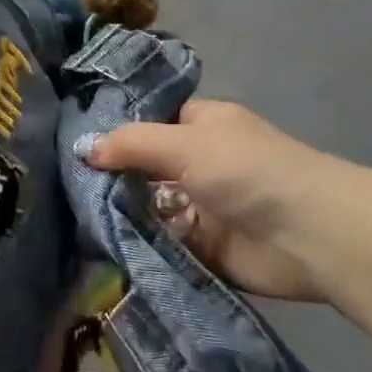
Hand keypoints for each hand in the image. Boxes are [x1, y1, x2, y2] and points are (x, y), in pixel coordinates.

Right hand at [80, 100, 335, 302]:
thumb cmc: (246, 171)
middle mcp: (203, 162)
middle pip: (149, 168)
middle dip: (115, 179)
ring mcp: (205, 207)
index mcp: (205, 125)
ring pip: (153, 208)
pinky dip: (142, 247)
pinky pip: (165, 244)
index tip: (73, 146)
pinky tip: (103, 249)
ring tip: (75, 222)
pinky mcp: (207, 249)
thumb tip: (84, 147)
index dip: (120, 132)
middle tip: (64, 191)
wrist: (307, 234)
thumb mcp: (184, 144)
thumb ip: (133, 145)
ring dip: (124, 216)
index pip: (154, 122)